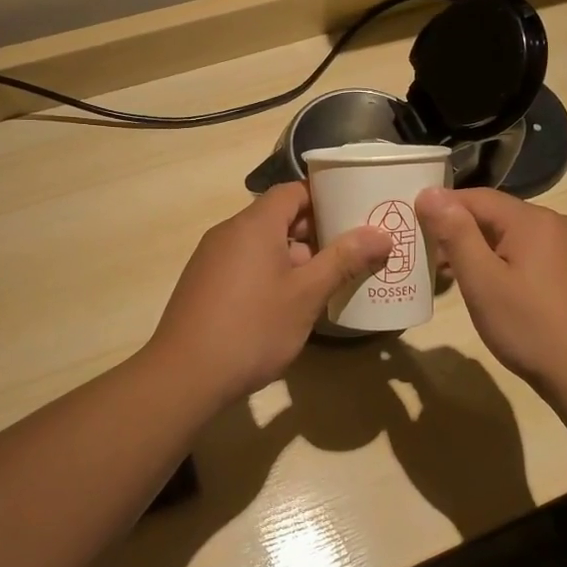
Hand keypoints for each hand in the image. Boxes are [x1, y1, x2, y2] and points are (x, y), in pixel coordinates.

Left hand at [148, 182, 392, 401]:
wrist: (184, 376)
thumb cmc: (252, 328)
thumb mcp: (306, 295)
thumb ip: (343, 260)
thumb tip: (381, 233)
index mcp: (254, 224)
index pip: (293, 191)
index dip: (325, 198)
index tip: (354, 214)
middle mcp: (229, 232)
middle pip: (277, 216)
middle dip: (315, 232)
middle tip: (350, 252)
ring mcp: (211, 258)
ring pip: (261, 244)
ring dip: (294, 257)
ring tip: (326, 281)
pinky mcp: (204, 284)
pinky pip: (244, 264)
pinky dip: (270, 273)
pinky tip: (288, 304)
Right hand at [415, 188, 566, 395]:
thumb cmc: (530, 327)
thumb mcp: (482, 280)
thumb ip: (455, 233)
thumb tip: (429, 192)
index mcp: (532, 219)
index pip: (475, 197)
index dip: (441, 207)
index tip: (412, 226)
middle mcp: (554, 224)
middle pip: (494, 215)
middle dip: (458, 231)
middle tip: (427, 257)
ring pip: (510, 236)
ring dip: (479, 250)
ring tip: (450, 275)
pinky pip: (527, 254)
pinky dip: (502, 263)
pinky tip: (488, 288)